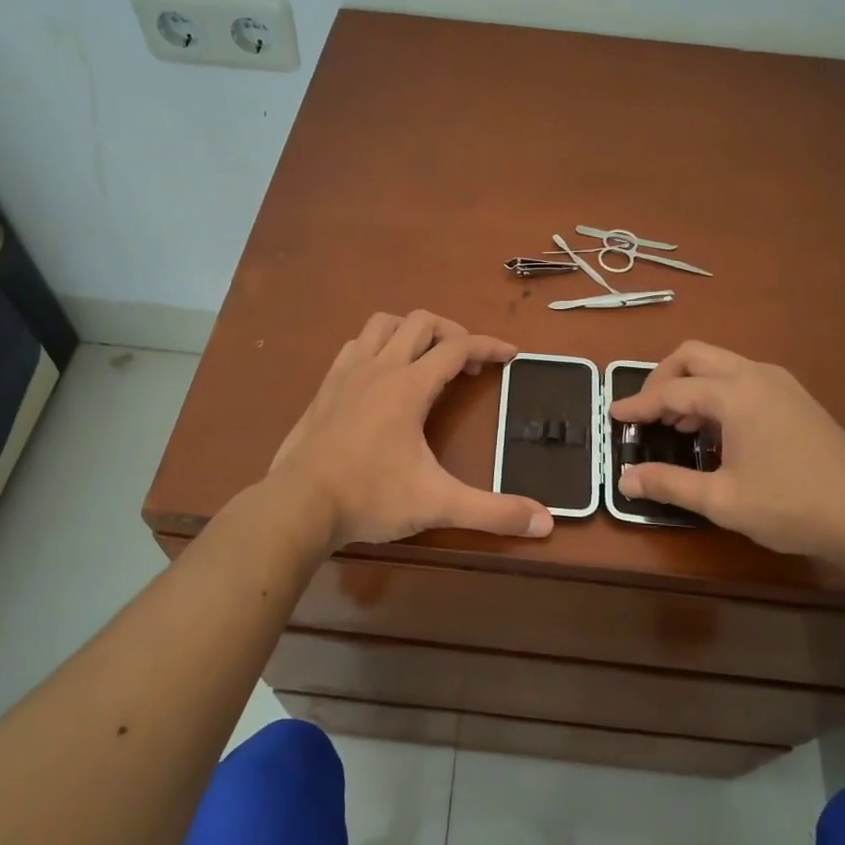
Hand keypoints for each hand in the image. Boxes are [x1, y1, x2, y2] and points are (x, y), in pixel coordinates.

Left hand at [270, 311, 555, 549]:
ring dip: (411, 331)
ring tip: (427, 359)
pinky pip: (356, 345)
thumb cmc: (370, 497)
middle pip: (421, 322)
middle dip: (452, 333)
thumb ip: (493, 512)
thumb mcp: (438, 505)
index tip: (510, 355)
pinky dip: (378, 345)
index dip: (489, 346)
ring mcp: (347, 373)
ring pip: (383, 325)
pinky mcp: (325, 387)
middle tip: (468, 363)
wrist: (298, 505)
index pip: (458, 348)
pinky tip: (382, 374)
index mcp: (409, 386)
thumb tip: (546, 522)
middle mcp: (379, 368)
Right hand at [609, 341, 844, 563]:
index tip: (613, 415)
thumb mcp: (722, 500)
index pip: (672, 390)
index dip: (638, 404)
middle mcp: (756, 375)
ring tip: (677, 426)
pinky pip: (742, 378)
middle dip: (663, 378)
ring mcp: (780, 383)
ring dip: (691, 385)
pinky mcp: (795, 397)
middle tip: (647, 413)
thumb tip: (625, 480)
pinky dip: (716, 392)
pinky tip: (716, 431)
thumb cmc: (791, 505)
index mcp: (735, 394)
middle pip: (694, 356)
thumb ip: (669, 484)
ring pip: (720, 364)